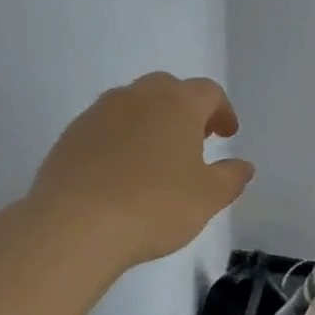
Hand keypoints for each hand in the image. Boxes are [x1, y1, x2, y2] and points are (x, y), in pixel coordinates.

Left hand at [30, 72, 254, 272]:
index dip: (222, 111)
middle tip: (195, 139)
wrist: (75, 224)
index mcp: (177, 103)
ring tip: (158, 157)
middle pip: (168, 90)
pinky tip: (122, 172)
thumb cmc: (154, 206)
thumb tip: (242, 165)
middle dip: (186, 110)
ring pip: (133, 105)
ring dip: (151, 122)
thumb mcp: (207, 198)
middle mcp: (137, 96)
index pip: (208, 92)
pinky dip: (121, 140)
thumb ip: (231, 177)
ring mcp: (98, 112)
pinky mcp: (71, 135)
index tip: (227, 134)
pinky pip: (106, 127)